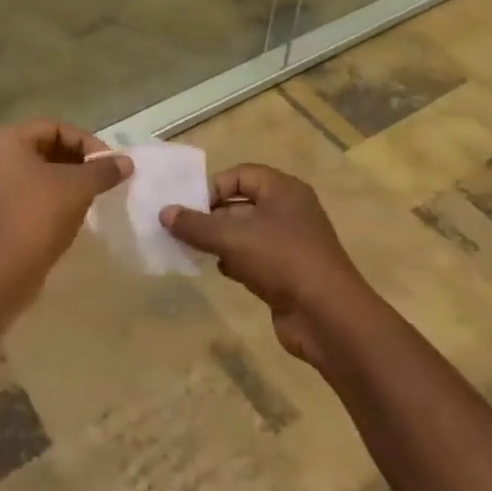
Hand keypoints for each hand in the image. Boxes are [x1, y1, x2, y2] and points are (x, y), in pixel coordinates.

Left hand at [0, 120, 130, 300]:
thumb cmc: (36, 217)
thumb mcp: (77, 188)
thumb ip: (103, 170)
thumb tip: (127, 162)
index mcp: (6, 141)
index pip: (55, 128)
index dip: (86, 142)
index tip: (110, 163)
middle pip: (47, 148)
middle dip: (79, 161)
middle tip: (105, 178)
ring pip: (40, 173)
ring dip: (69, 181)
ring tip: (94, 195)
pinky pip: (31, 194)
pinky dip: (54, 198)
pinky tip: (75, 213)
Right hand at [161, 164, 374, 366]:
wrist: (327, 316)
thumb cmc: (282, 261)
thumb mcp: (233, 239)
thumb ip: (196, 225)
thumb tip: (164, 213)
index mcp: (283, 190)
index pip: (241, 174)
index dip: (213, 187)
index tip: (189, 208)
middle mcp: (289, 210)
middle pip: (241, 204)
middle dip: (212, 216)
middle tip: (182, 230)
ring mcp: (290, 242)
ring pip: (246, 233)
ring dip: (221, 240)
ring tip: (195, 250)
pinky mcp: (288, 271)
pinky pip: (254, 257)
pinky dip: (236, 261)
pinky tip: (221, 271)